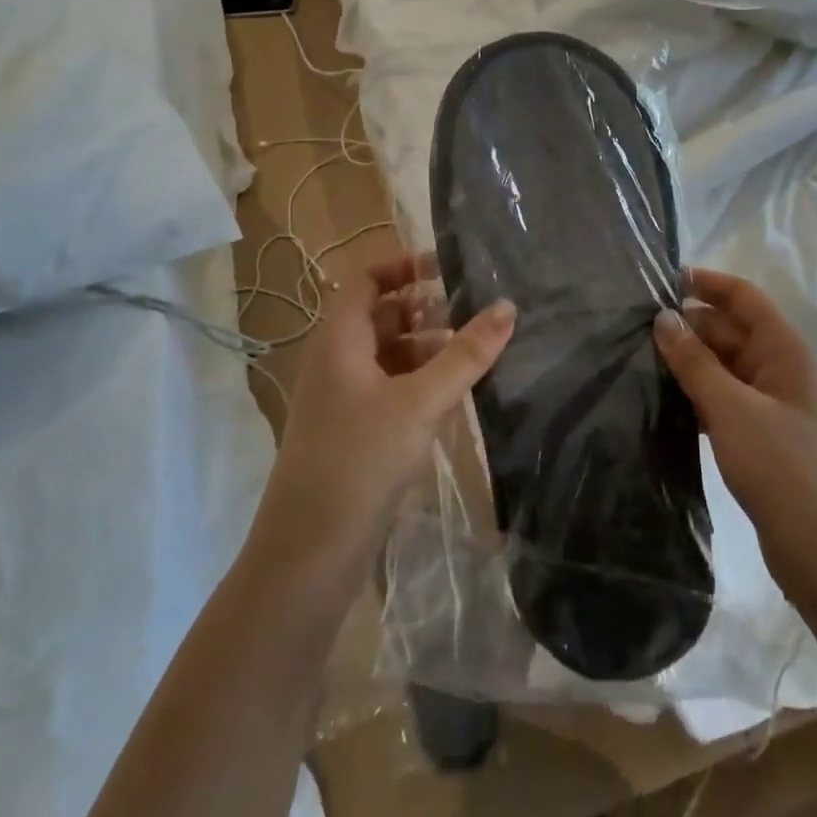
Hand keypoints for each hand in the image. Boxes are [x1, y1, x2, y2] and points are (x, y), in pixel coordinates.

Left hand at [260, 253, 515, 560]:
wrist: (309, 551)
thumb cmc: (361, 460)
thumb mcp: (421, 401)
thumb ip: (466, 354)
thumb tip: (507, 306)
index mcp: (338, 340)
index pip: (366, 280)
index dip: (403, 266)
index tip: (448, 268)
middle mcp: (335, 361)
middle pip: (379, 316)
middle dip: (424, 310)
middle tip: (474, 312)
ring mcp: (341, 398)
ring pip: (387, 355)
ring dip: (426, 348)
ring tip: (474, 355)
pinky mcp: (352, 431)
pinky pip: (388, 388)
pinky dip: (418, 382)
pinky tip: (452, 397)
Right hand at [653, 268, 816, 613]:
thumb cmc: (785, 471)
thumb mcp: (733, 411)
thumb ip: (696, 363)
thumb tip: (664, 318)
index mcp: (784, 353)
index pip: (745, 298)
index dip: (708, 283)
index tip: (662, 280)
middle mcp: (780, 372)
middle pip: (731, 331)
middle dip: (689, 325)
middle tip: (635, 327)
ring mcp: (772, 407)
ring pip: (725, 368)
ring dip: (690, 361)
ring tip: (639, 359)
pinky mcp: (761, 438)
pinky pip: (724, 400)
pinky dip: (697, 394)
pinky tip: (664, 400)